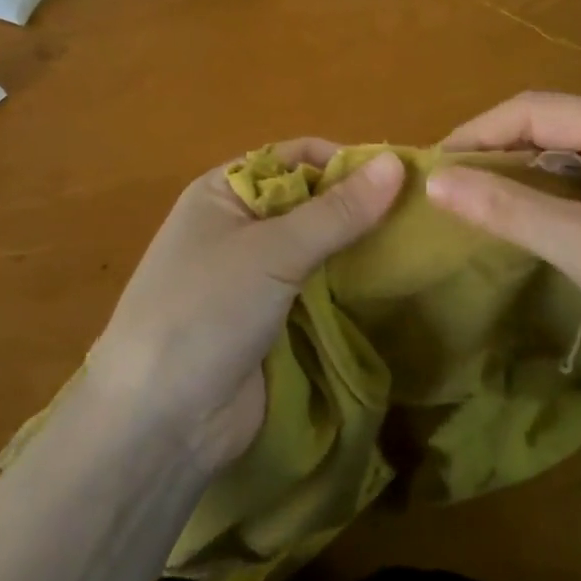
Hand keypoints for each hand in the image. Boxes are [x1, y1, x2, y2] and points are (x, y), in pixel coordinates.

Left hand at [86, 142, 403, 471]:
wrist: (160, 422)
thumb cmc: (206, 311)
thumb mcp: (272, 251)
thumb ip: (337, 211)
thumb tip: (396, 163)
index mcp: (225, 191)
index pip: (294, 157)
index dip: (344, 161)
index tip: (400, 178)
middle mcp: (239, 226)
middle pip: (310, 201)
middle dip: (358, 207)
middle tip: (420, 217)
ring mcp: (255, 276)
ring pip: (318, 248)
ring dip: (358, 248)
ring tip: (419, 248)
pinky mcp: (271, 320)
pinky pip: (318, 289)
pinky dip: (349, 285)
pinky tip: (393, 286)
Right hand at [425, 93, 580, 409]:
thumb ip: (507, 207)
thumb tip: (433, 178)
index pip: (535, 108)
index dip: (477, 132)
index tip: (431, 166)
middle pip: (549, 124)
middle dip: (494, 149)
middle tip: (446, 186)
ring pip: (564, 151)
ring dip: (517, 171)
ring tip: (472, 199)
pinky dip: (545, 192)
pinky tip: (522, 215)